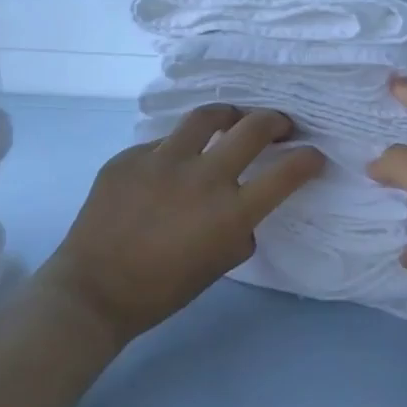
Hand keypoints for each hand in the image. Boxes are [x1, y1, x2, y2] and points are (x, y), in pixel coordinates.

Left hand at [49, 107, 324, 346]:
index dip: (309, 158)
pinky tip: (171, 167)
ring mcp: (162, 161)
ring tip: (231, 120)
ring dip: (229, 115)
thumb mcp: (220, 263)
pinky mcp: (130, 157)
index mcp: (230, 212)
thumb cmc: (163, 289)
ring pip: (207, 116)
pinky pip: (163, 143)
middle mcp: (202, 177)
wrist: (93, 291)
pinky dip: (178, 149)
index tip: (313, 155)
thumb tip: (245, 208)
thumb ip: (241, 229)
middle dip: (276, 121)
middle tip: (280, 126)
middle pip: (253, 127)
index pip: (287, 172)